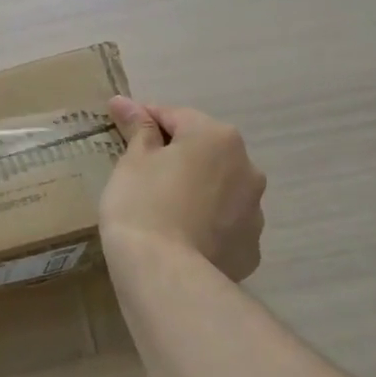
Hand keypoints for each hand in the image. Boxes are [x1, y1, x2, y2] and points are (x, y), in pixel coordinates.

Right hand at [101, 98, 264, 281]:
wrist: (165, 274)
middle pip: (204, 151)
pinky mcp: (251, 248)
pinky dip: (206, 223)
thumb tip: (124, 102)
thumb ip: (137, 129)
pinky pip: (224, 224)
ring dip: (196, 189)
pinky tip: (181, 236)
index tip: (121, 127)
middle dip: (176, 155)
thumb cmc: (142, 205)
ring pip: (219, 188)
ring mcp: (254, 211)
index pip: (175, 116)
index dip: (144, 120)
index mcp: (217, 137)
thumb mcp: (132, 161)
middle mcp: (247, 167)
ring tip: (162, 209)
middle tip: (140, 171)